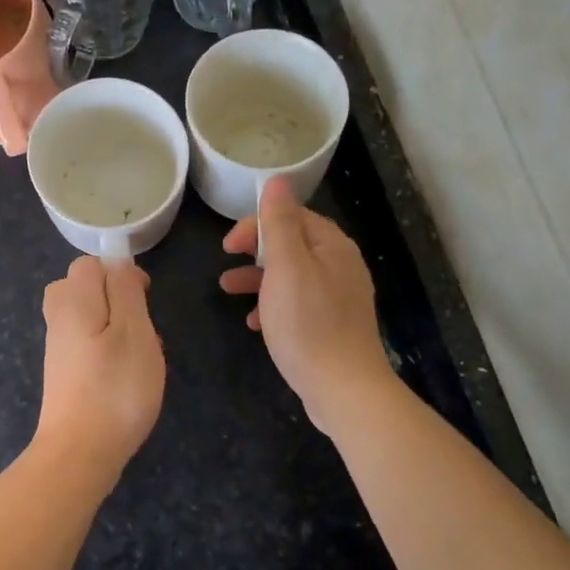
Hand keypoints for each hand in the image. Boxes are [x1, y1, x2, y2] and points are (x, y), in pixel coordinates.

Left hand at [34, 256, 164, 472]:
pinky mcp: (62, 374)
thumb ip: (125, 289)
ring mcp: (58, 348)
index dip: (119, 272)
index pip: (88, 264)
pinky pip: (85, 343)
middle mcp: (59, 319)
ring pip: (86, 316)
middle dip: (115, 297)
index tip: (145, 297)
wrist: (80, 452)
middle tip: (141, 325)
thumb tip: (117, 263)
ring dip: (114, 325)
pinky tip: (124, 374)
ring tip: (138, 352)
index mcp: (73, 301)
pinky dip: (105, 348)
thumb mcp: (134, 330)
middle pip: (81, 287)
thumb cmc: (116, 387)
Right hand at [220, 177, 394, 433]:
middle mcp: (341, 266)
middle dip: (255, 251)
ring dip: (259, 279)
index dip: (256, 224)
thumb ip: (279, 223)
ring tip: (228, 291)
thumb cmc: (308, 324)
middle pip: (292, 245)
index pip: (292, 217)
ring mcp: (339, 298)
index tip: (227, 246)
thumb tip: (277, 180)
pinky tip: (255, 323)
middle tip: (226, 264)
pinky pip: (299, 304)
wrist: (343, 389)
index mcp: (332, 247)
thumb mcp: (286, 267)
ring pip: (292, 276)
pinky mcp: (333, 326)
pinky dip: (274, 306)